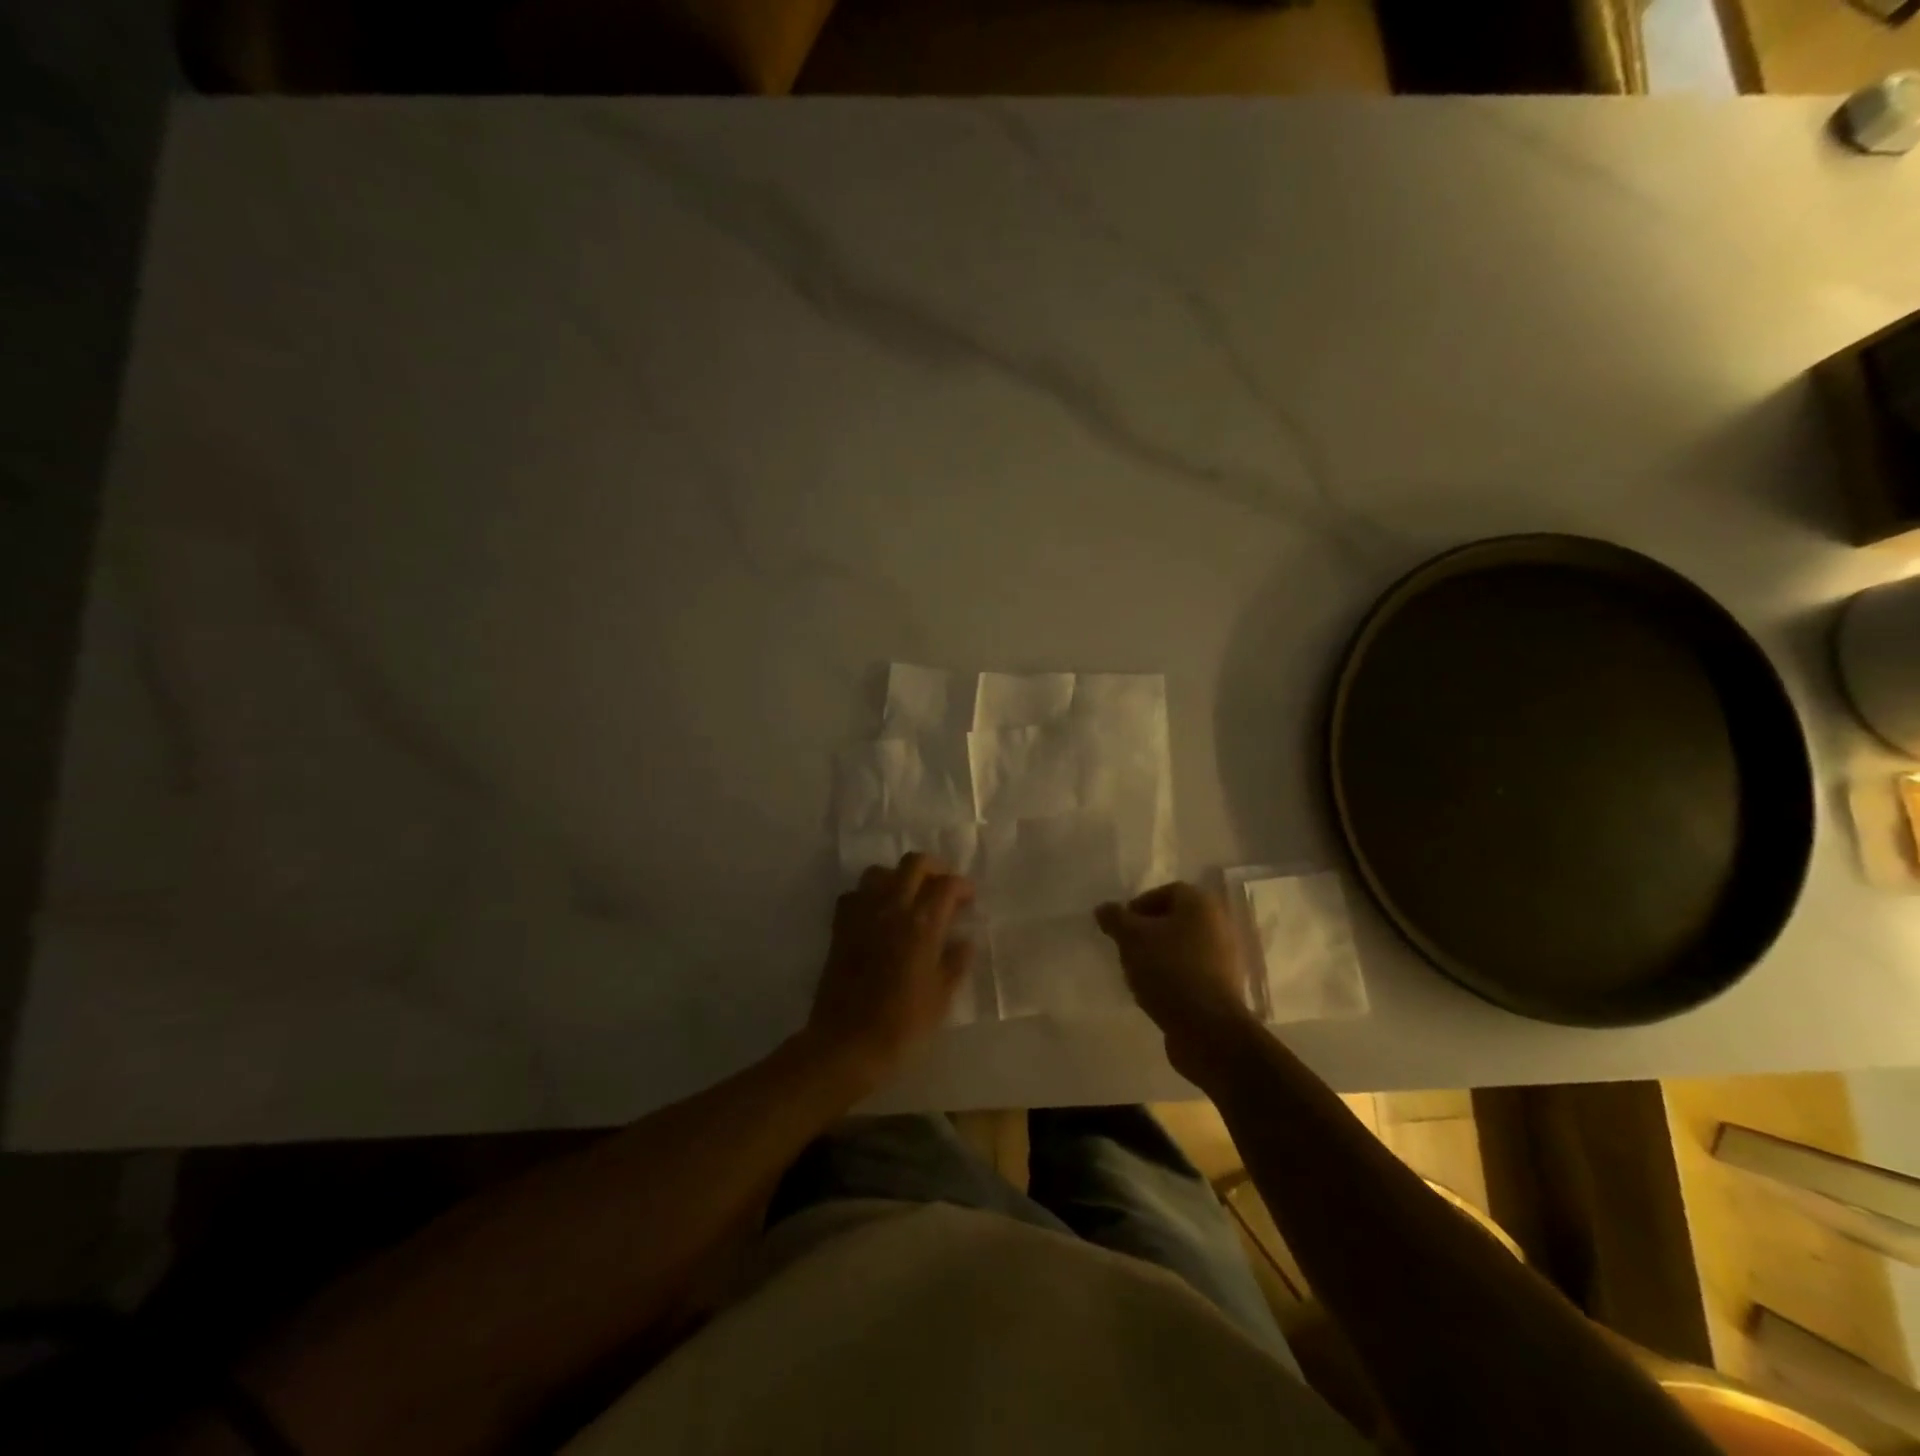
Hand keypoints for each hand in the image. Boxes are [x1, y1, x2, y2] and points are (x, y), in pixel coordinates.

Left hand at [806, 853, 975, 1091]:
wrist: (847, 1046)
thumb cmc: (902, 1026)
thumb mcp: (942, 998)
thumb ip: (955, 963)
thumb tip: (964, 941)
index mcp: (922, 925)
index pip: (947, 885)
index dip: (962, 886)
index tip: (969, 899)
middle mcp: (891, 909)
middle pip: (914, 864)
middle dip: (934, 868)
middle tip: (944, 888)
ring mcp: (862, 915)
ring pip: (880, 872)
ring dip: (898, 877)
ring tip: (909, 897)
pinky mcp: (840, 928)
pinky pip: (854, 895)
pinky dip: (868, 896)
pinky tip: (878, 914)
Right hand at [1095, 882, 1256, 1071]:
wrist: (1207, 1028)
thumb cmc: (1168, 970)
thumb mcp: (1131, 938)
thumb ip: (1115, 918)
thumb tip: (1103, 908)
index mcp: (1200, 904)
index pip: (1166, 892)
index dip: (1139, 906)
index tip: (1120, 928)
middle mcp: (1218, 924)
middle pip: (1174, 920)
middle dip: (1147, 933)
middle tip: (1126, 950)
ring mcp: (1224, 957)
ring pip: (1182, 947)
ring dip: (1158, 956)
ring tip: (1137, 974)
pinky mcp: (1222, 987)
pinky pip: (1190, 972)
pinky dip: (1172, 978)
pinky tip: (1155, 993)